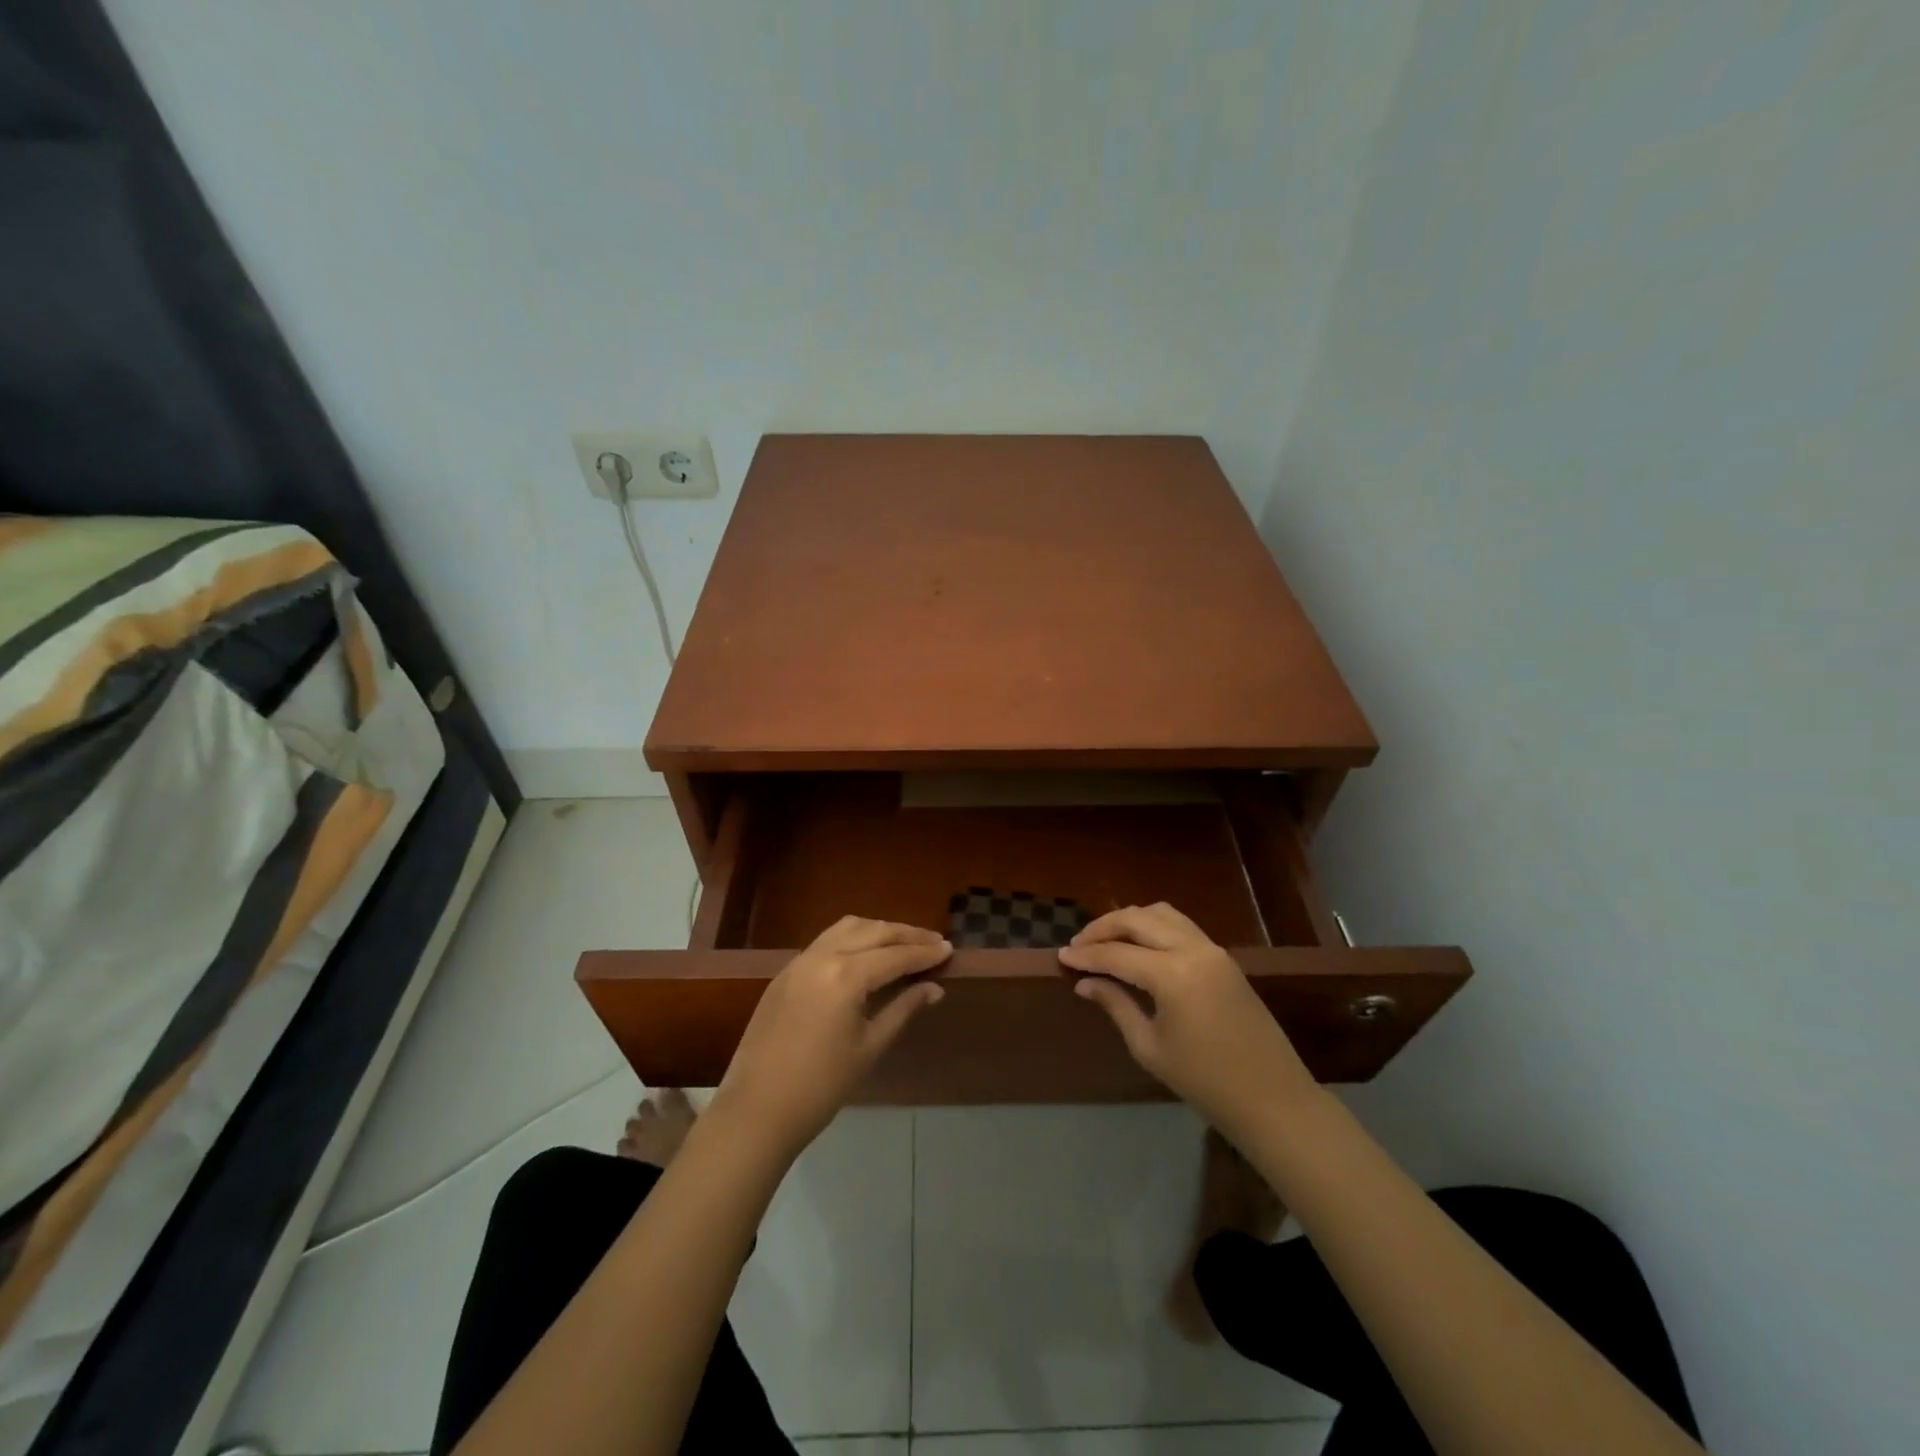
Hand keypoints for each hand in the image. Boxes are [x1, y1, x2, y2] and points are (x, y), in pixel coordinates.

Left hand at [712, 916, 949, 1160]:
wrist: (757, 1111)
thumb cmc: (821, 1086)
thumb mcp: (870, 1048)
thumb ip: (903, 1009)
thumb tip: (934, 988)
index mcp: (845, 975)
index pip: (895, 955)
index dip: (925, 952)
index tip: (949, 948)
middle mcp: (822, 956)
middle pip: (873, 931)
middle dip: (906, 934)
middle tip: (934, 941)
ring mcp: (799, 961)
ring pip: (847, 928)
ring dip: (878, 930)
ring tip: (903, 942)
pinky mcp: (785, 973)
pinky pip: (826, 941)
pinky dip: (852, 938)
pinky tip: (866, 953)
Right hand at [1059, 903, 1318, 1139]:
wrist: (1272, 1099)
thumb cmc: (1205, 1082)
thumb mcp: (1149, 1047)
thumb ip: (1115, 1005)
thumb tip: (1085, 983)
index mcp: (1172, 974)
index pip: (1116, 954)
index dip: (1085, 955)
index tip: (1060, 957)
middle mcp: (1193, 950)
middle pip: (1137, 919)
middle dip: (1103, 928)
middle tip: (1078, 945)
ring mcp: (1212, 949)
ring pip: (1161, 914)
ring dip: (1130, 920)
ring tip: (1106, 941)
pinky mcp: (1224, 957)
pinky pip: (1181, 926)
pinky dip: (1154, 927)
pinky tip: (1138, 947)